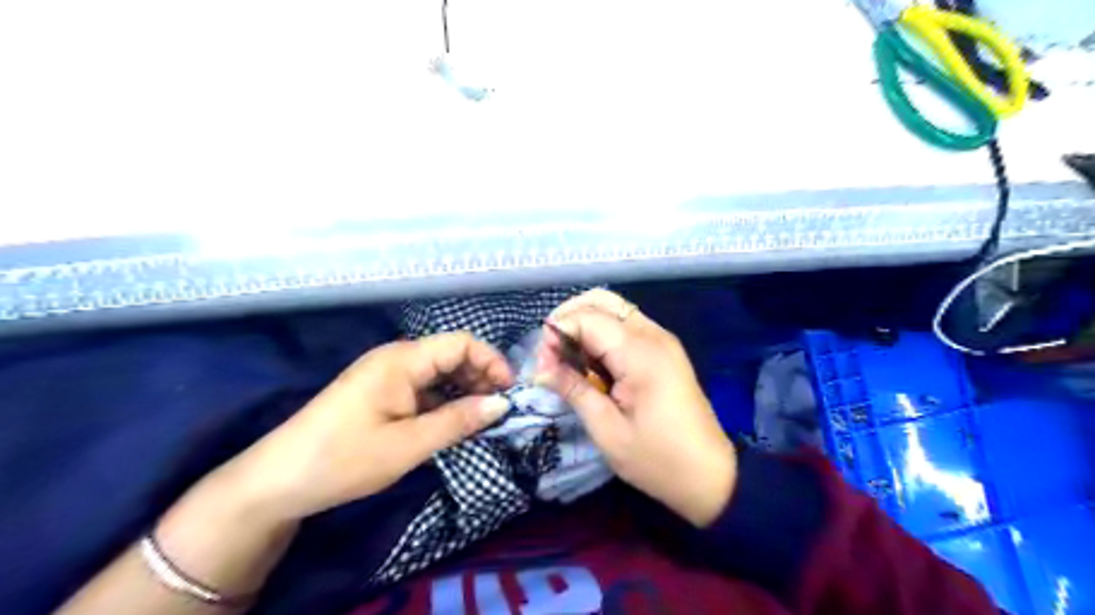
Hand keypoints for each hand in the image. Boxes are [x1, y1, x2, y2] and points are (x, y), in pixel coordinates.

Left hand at [229, 334, 517, 519]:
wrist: (277, 482)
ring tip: (479, 419)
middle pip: (452, 354)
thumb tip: (502, 404)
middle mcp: (396, 358)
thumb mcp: (408, 445)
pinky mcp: (380, 392)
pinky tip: (452, 422)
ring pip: (439, 371)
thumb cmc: (343, 459)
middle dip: (480, 376)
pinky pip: (423, 387)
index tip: (509, 393)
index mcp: (402, 360)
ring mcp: (386, 374)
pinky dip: (444, 401)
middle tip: (497, 410)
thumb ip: (458, 421)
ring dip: (463, 390)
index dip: (491, 362)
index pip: (461, 342)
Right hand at [538, 290, 739, 525]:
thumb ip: (573, 389)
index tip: (542, 367)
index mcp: (640, 353)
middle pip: (602, 300)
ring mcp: (662, 340)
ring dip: (585, 325)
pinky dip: (602, 335)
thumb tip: (539, 369)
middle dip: (569, 318)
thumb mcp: (606, 430)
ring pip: (614, 309)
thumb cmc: (657, 459)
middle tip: (552, 354)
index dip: (557, 334)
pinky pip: (626, 326)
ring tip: (568, 360)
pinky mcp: (664, 350)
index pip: (587, 317)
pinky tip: (591, 363)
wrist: (710, 476)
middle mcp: (653, 335)